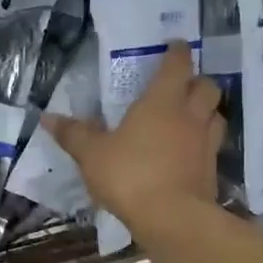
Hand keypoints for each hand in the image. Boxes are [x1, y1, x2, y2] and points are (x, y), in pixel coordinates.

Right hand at [45, 41, 222, 232]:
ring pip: (216, 115)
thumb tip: (47, 117)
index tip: (174, 45)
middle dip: (196, 81)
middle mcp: (190, 115)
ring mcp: (205, 143)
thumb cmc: (129, 175)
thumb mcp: (91, 155)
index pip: (176, 65)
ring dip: (206, 111)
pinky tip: (190, 152)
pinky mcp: (211, 169)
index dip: (176, 52)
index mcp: (162, 102)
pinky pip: (212, 146)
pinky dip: (203, 142)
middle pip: (207, 86)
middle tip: (181, 86)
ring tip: (189, 117)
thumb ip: (73, 134)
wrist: (171, 217)